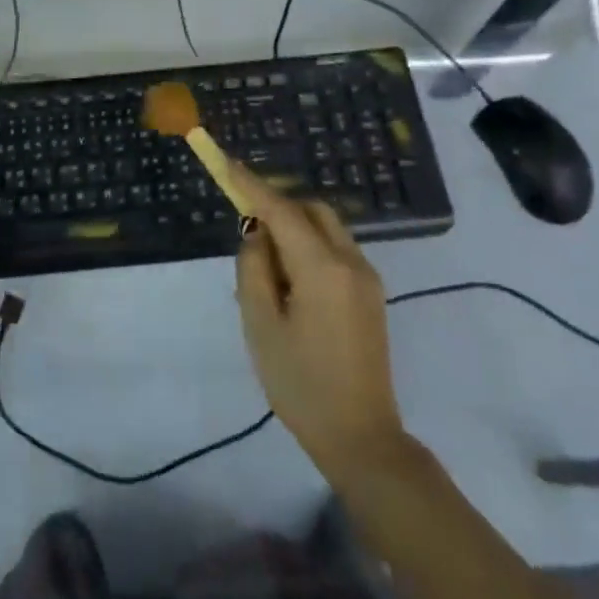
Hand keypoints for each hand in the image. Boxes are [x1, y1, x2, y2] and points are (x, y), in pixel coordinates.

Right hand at [230, 163, 407, 486]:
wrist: (360, 436)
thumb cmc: (300, 382)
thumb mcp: (260, 324)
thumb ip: (253, 268)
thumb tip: (257, 233)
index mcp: (322, 268)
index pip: (281, 210)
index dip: (251, 184)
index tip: (227, 162)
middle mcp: (351, 262)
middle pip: (312, 209)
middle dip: (278, 205)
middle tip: (246, 227)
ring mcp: (367, 278)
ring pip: (327, 228)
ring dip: (294, 228)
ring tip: (266, 267)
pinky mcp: (371, 294)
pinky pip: (336, 251)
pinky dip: (309, 247)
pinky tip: (289, 283)